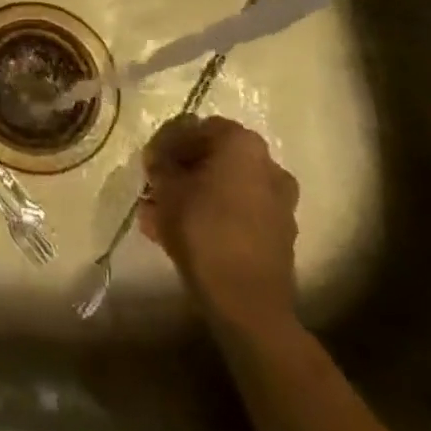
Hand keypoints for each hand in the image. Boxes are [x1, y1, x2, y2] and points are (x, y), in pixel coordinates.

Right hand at [141, 115, 299, 334]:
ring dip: (195, 196)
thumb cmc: (202, 229)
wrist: (247, 302)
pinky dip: (213, 216)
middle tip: (156, 187)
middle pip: (214, 158)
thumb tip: (160, 157)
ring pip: (225, 188)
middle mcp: (268, 165)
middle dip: (184, 171)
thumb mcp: (166, 187)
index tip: (151, 162)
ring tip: (161, 215)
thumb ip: (160, 163)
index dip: (170, 142)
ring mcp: (279, 202)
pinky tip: (182, 234)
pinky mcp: (279, 234)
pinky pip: (238, 214)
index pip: (198, 127)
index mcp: (243, 144)